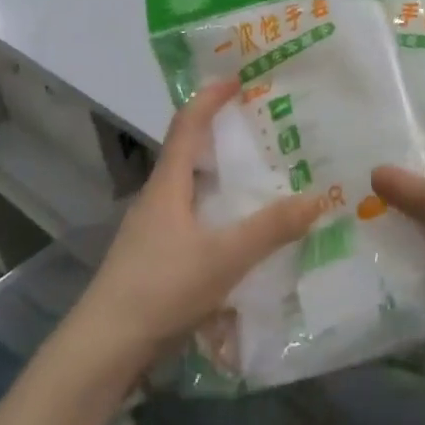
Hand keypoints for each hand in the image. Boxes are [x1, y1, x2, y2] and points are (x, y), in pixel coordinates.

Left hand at [74, 79, 323, 366]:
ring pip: (190, 188)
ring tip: (256, 178)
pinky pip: (191, 218)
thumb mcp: (224, 257)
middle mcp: (157, 198)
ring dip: (220, 177)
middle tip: (260, 130)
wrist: (106, 346)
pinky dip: (216, 211)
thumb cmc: (162, 287)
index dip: (210, 98)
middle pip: (188, 153)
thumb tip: (318, 198)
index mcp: (167, 184)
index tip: (236, 79)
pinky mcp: (154, 257)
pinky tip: (237, 233)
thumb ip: (271, 229)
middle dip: (221, 135)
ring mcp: (152, 229)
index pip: (187, 124)